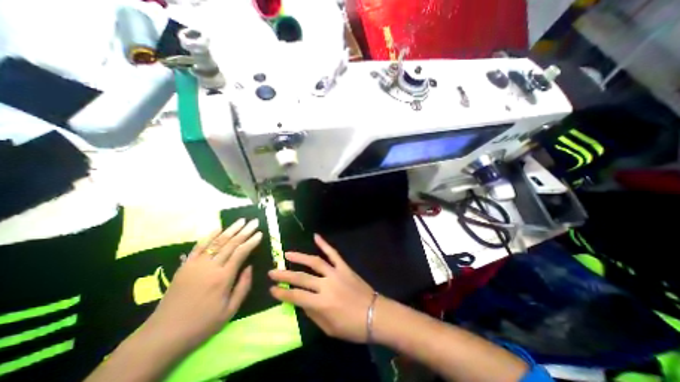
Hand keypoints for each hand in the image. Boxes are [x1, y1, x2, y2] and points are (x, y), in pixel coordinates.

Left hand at [141, 220, 260, 350]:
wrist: (163, 335)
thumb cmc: (202, 324)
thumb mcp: (230, 310)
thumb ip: (243, 286)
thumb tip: (250, 267)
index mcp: (223, 278)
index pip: (241, 253)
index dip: (251, 241)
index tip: (260, 233)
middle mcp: (211, 267)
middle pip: (231, 244)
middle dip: (244, 231)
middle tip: (254, 222)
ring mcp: (196, 264)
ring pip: (216, 241)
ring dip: (230, 229)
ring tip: (241, 220)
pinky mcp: (185, 266)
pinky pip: (199, 246)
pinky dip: (209, 235)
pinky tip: (218, 228)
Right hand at [268, 234, 373, 341]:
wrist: (375, 314)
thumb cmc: (352, 327)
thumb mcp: (329, 328)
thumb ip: (313, 313)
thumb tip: (301, 301)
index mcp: (322, 304)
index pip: (296, 296)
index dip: (282, 293)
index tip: (271, 288)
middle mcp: (327, 285)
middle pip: (302, 277)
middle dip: (285, 274)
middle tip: (272, 271)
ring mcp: (336, 273)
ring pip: (315, 262)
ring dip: (300, 257)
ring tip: (287, 253)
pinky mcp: (344, 267)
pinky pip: (333, 253)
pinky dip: (324, 244)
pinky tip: (316, 236)